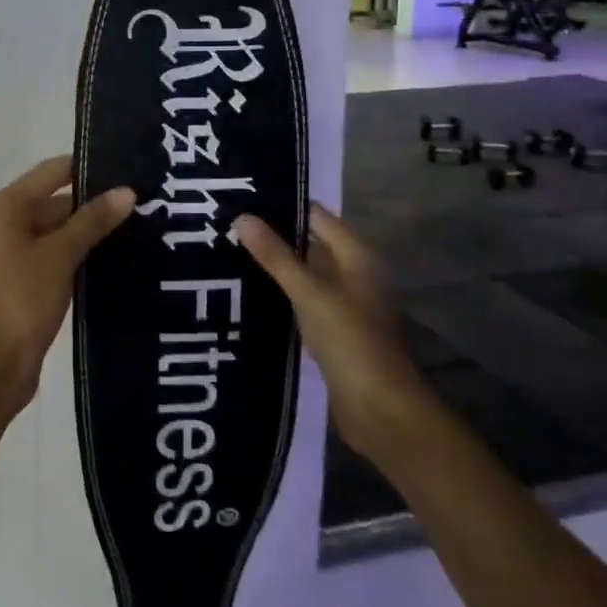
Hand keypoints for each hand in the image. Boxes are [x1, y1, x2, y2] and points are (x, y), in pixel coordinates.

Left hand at [0, 155, 135, 414]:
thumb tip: (127, 191)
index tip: (128, 168)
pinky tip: (114, 254)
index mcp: (5, 206)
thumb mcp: (61, 254)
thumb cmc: (24, 298)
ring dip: (89, 228)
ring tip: (137, 224)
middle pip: (54, 199)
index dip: (88, 168)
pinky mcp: (22, 276)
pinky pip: (54, 251)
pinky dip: (78, 250)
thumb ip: (93, 220)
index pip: (52, 171)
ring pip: (56, 227)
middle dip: (94, 201)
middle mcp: (4, 221)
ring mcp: (11, 250)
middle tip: (140, 201)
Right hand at [234, 205, 422, 447]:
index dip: (283, 205)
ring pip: (303, 274)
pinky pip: (300, 301)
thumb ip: (277, 256)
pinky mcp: (331, 330)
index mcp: (357, 257)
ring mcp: (343, 304)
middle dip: (272, 235)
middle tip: (226, 223)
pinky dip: (278, 294)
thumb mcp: (311, 294)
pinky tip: (245, 292)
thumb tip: (242, 217)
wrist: (381, 411)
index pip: (317, 216)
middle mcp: (352, 274)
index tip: (242, 196)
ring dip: (272, 266)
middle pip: (309, 244)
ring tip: (226, 251)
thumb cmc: (351, 342)